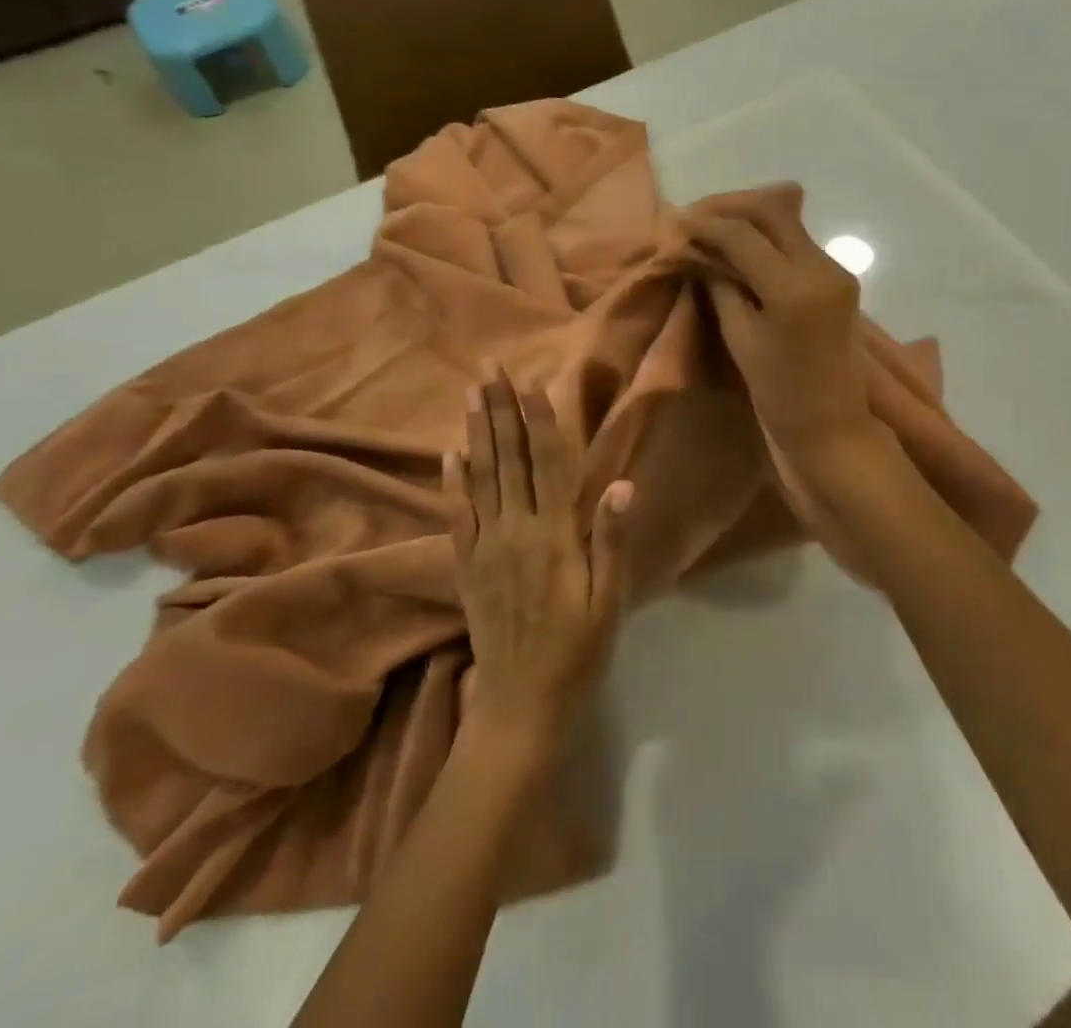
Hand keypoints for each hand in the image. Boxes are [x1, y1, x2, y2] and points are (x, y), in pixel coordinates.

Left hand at [447, 370, 632, 751]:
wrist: (521, 703)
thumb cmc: (578, 650)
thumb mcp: (609, 600)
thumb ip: (611, 540)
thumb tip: (621, 483)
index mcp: (554, 536)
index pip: (547, 465)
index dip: (540, 421)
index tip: (531, 382)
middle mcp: (515, 531)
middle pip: (508, 459)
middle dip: (499, 409)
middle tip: (489, 367)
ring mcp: (485, 547)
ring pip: (479, 478)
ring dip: (475, 432)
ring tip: (469, 393)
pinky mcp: (466, 566)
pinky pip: (456, 515)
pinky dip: (452, 482)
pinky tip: (449, 454)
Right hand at [681, 192, 877, 458]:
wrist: (832, 425)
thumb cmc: (779, 394)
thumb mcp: (740, 338)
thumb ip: (721, 285)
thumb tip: (701, 251)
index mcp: (794, 288)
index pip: (744, 234)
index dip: (706, 223)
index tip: (675, 222)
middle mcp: (822, 267)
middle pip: (772, 209)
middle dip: (729, 206)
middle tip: (694, 218)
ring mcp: (836, 269)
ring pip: (788, 220)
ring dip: (748, 217)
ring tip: (711, 228)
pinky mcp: (838, 277)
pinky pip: (798, 241)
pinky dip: (766, 236)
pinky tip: (740, 246)